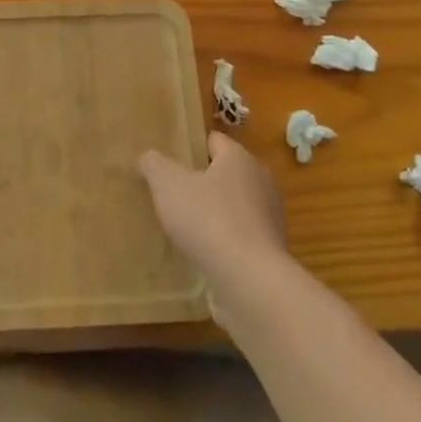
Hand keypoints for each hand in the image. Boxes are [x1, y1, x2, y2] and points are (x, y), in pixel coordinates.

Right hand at [138, 132, 288, 291]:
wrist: (250, 280)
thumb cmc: (208, 219)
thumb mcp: (167, 184)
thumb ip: (154, 164)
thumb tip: (148, 157)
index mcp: (239, 159)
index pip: (214, 141)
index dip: (191, 147)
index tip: (169, 161)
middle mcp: (261, 182)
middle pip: (226, 173)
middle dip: (202, 181)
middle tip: (173, 192)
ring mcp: (270, 218)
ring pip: (235, 206)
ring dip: (214, 213)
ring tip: (185, 226)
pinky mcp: (272, 251)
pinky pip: (242, 235)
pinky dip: (225, 239)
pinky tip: (204, 252)